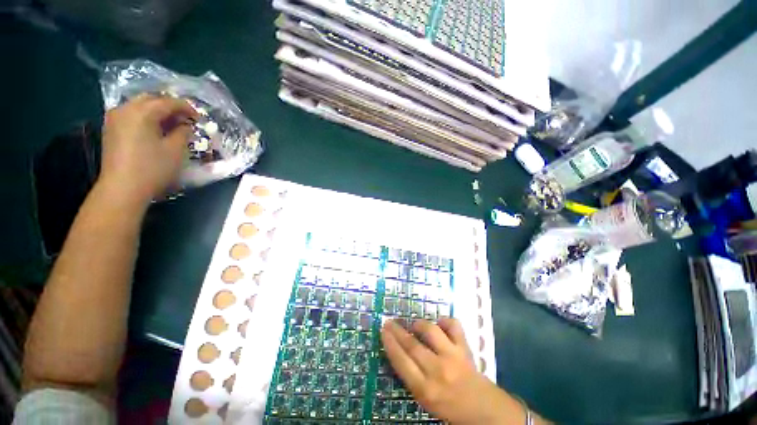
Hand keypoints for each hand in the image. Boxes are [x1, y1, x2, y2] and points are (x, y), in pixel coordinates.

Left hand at [98, 94, 198, 205]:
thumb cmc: (153, 168)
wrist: (122, 188)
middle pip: (152, 99)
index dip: (187, 108)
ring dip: (157, 112)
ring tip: (171, 125)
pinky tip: (155, 130)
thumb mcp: (175, 150)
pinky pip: (131, 115)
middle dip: (170, 107)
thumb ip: (183, 132)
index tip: (199, 118)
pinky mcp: (110, 129)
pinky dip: (145, 118)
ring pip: (139, 106)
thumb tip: (186, 125)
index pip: (169, 102)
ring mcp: (115, 118)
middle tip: (185, 119)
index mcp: (142, 111)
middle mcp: (125, 109)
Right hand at [381, 318, 523, 424]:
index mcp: (425, 389)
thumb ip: (411, 377)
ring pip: (430, 331)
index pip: (401, 361)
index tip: (383, 330)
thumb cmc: (449, 406)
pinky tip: (440, 324)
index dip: (390, 343)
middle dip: (397, 331)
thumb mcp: (424, 399)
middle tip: (389, 321)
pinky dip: (445, 321)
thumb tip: (398, 351)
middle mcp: (437, 371)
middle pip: (412, 345)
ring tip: (414, 325)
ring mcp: (452, 356)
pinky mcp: (465, 348)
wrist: (483, 410)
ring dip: (419, 324)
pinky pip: (453, 326)